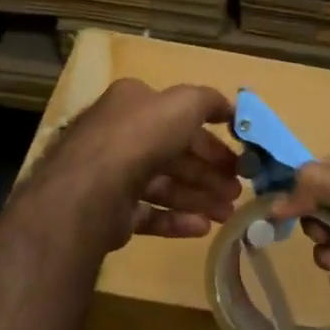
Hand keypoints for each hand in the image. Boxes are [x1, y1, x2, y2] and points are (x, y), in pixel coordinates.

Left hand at [32, 80, 239, 248]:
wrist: (92, 188)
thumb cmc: (140, 136)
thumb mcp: (183, 104)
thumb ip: (208, 101)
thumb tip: (231, 109)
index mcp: (132, 104)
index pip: (177, 117)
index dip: (210, 136)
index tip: (237, 156)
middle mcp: (119, 135)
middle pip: (173, 154)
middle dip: (208, 172)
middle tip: (237, 190)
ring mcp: (112, 175)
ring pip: (164, 185)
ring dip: (199, 198)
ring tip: (227, 214)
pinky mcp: (110, 210)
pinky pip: (149, 213)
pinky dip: (176, 220)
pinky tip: (202, 228)